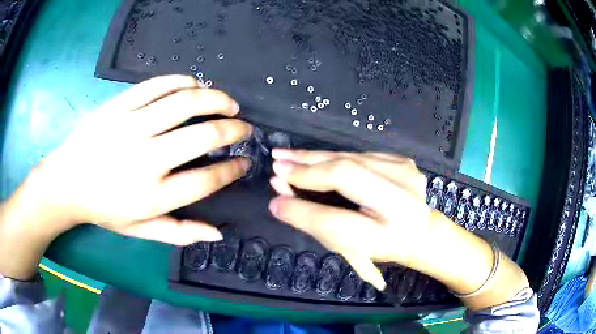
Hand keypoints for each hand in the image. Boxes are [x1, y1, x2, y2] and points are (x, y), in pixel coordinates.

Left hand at [27, 75, 251, 244]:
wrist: (66, 183)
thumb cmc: (103, 209)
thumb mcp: (140, 230)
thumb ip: (179, 233)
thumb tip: (218, 234)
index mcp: (153, 196)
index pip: (206, 180)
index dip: (232, 169)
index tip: (244, 161)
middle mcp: (146, 159)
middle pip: (203, 136)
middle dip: (233, 129)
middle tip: (244, 127)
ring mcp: (131, 127)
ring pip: (184, 103)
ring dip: (215, 99)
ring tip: (228, 103)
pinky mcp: (118, 106)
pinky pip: (156, 85)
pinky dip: (182, 82)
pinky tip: (194, 85)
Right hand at [268, 149, 431, 289]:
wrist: (421, 232)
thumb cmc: (381, 246)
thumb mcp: (348, 247)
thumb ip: (313, 223)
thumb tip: (279, 199)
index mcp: (389, 235)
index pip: (335, 220)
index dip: (301, 205)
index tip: (276, 188)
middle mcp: (403, 200)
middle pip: (346, 173)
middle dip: (306, 166)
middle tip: (277, 161)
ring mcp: (406, 174)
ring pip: (351, 157)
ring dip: (316, 156)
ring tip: (288, 155)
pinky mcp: (403, 161)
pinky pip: (360, 155)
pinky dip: (335, 157)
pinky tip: (315, 158)